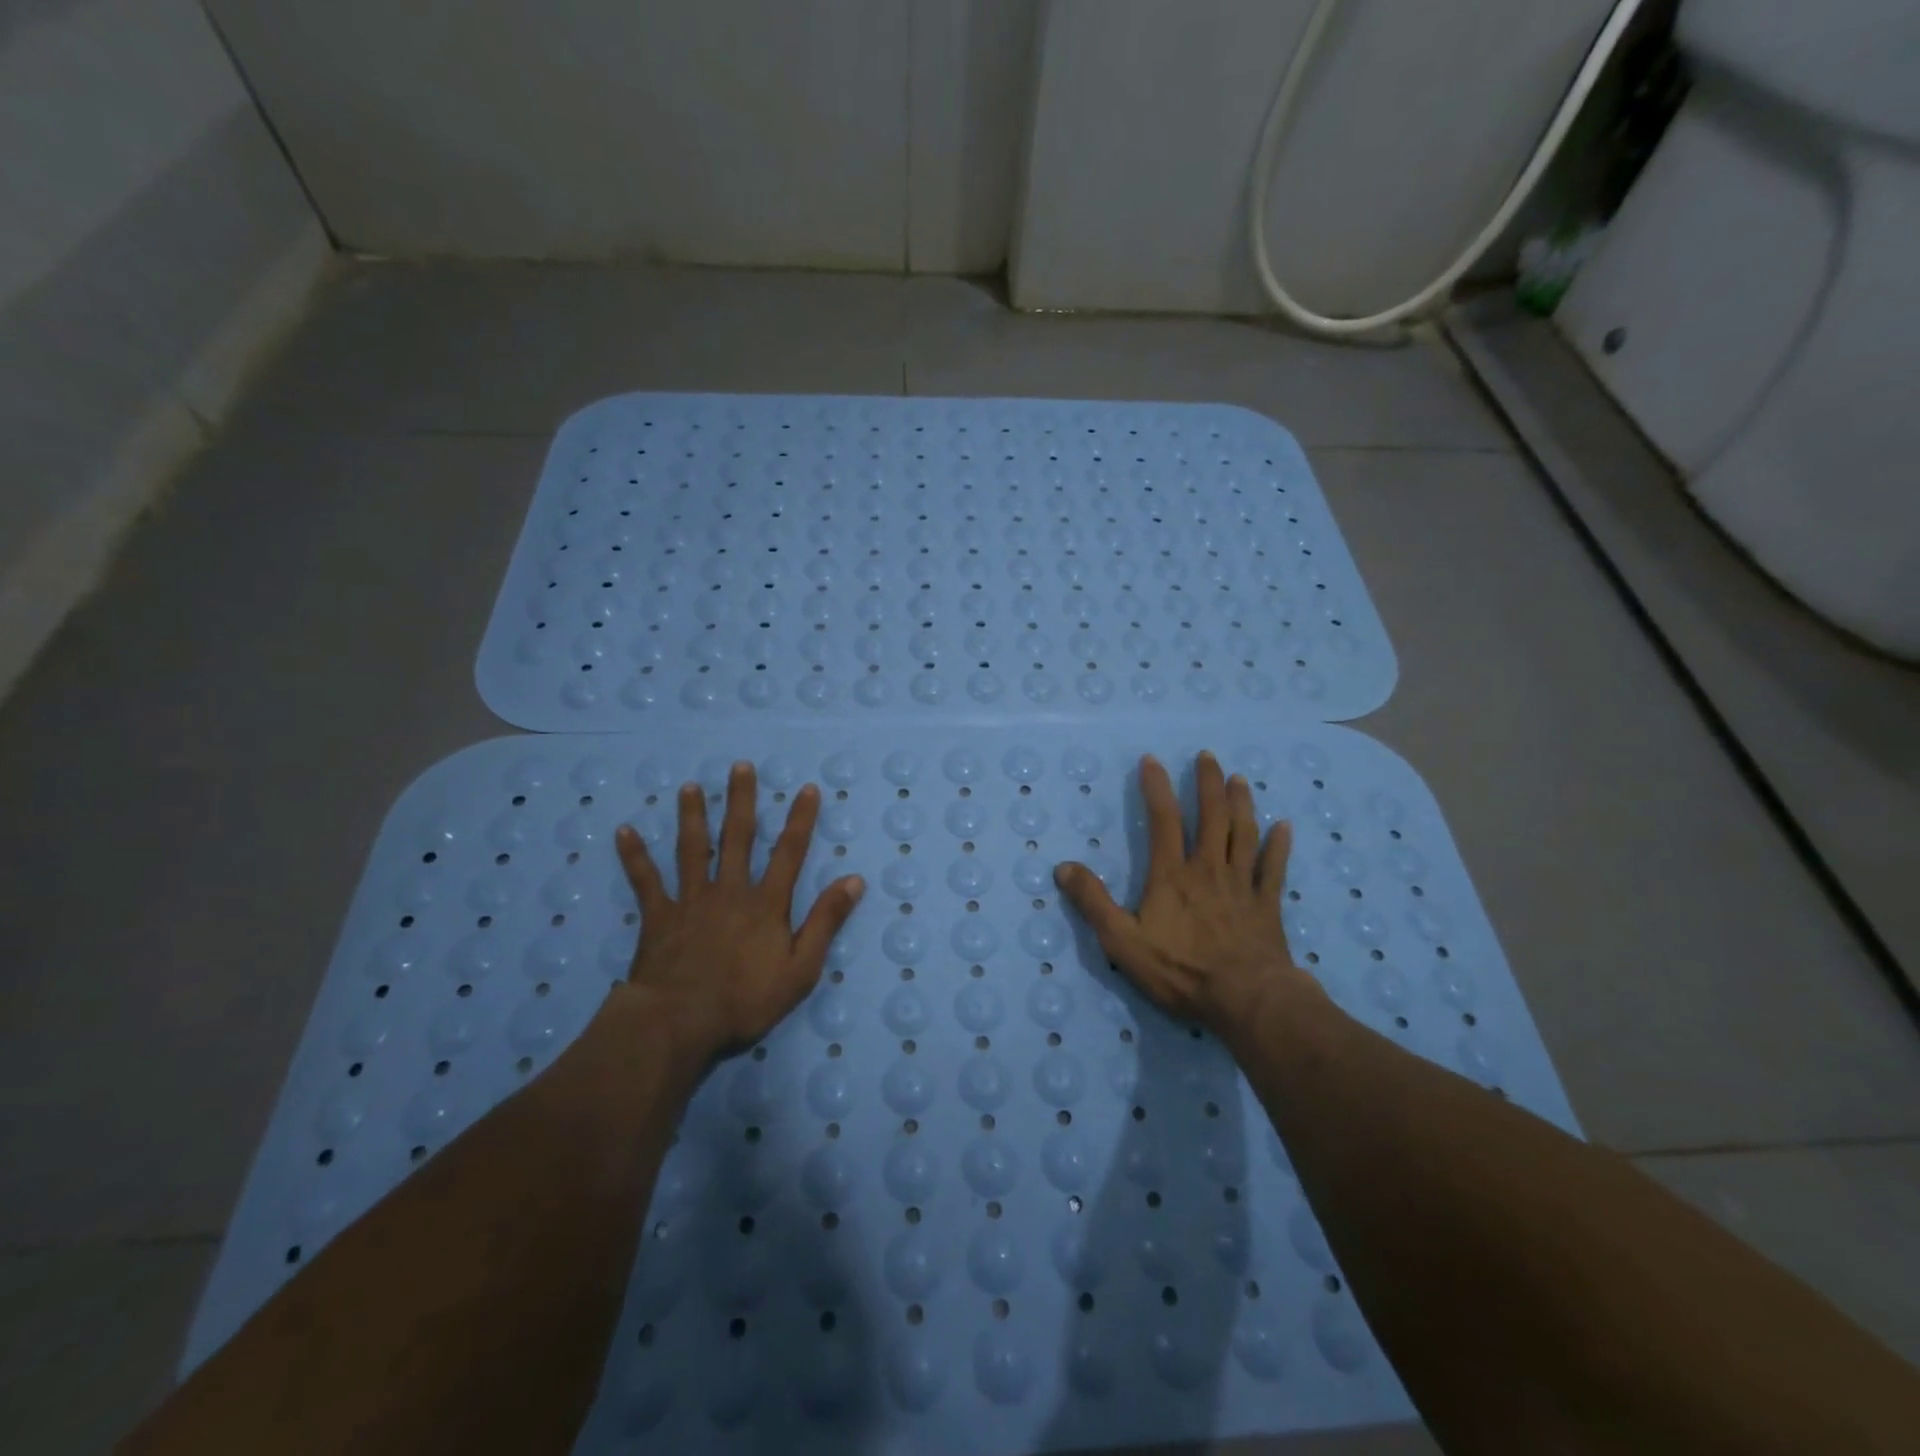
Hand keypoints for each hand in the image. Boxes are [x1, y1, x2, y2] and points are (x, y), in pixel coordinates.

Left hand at [612, 761, 863, 1059]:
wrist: (680, 1022)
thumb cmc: (745, 1000)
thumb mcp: (801, 969)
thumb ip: (826, 922)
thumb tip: (854, 880)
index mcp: (766, 904)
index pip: (789, 853)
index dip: (800, 820)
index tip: (807, 789)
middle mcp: (730, 891)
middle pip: (738, 837)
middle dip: (741, 800)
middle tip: (739, 766)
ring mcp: (691, 900)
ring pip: (692, 849)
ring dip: (692, 816)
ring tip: (689, 787)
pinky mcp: (659, 916)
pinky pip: (645, 881)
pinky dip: (635, 856)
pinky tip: (624, 831)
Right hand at [1054, 751, 1320, 1034]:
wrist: (1246, 1000)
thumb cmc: (1181, 970)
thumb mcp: (1123, 941)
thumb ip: (1093, 902)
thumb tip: (1064, 867)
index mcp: (1172, 875)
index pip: (1163, 820)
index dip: (1156, 788)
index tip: (1152, 760)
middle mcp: (1208, 869)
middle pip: (1211, 817)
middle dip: (1208, 784)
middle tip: (1208, 756)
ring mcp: (1242, 885)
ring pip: (1243, 833)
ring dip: (1242, 803)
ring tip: (1239, 779)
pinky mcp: (1267, 905)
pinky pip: (1273, 868)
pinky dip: (1279, 846)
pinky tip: (1284, 827)